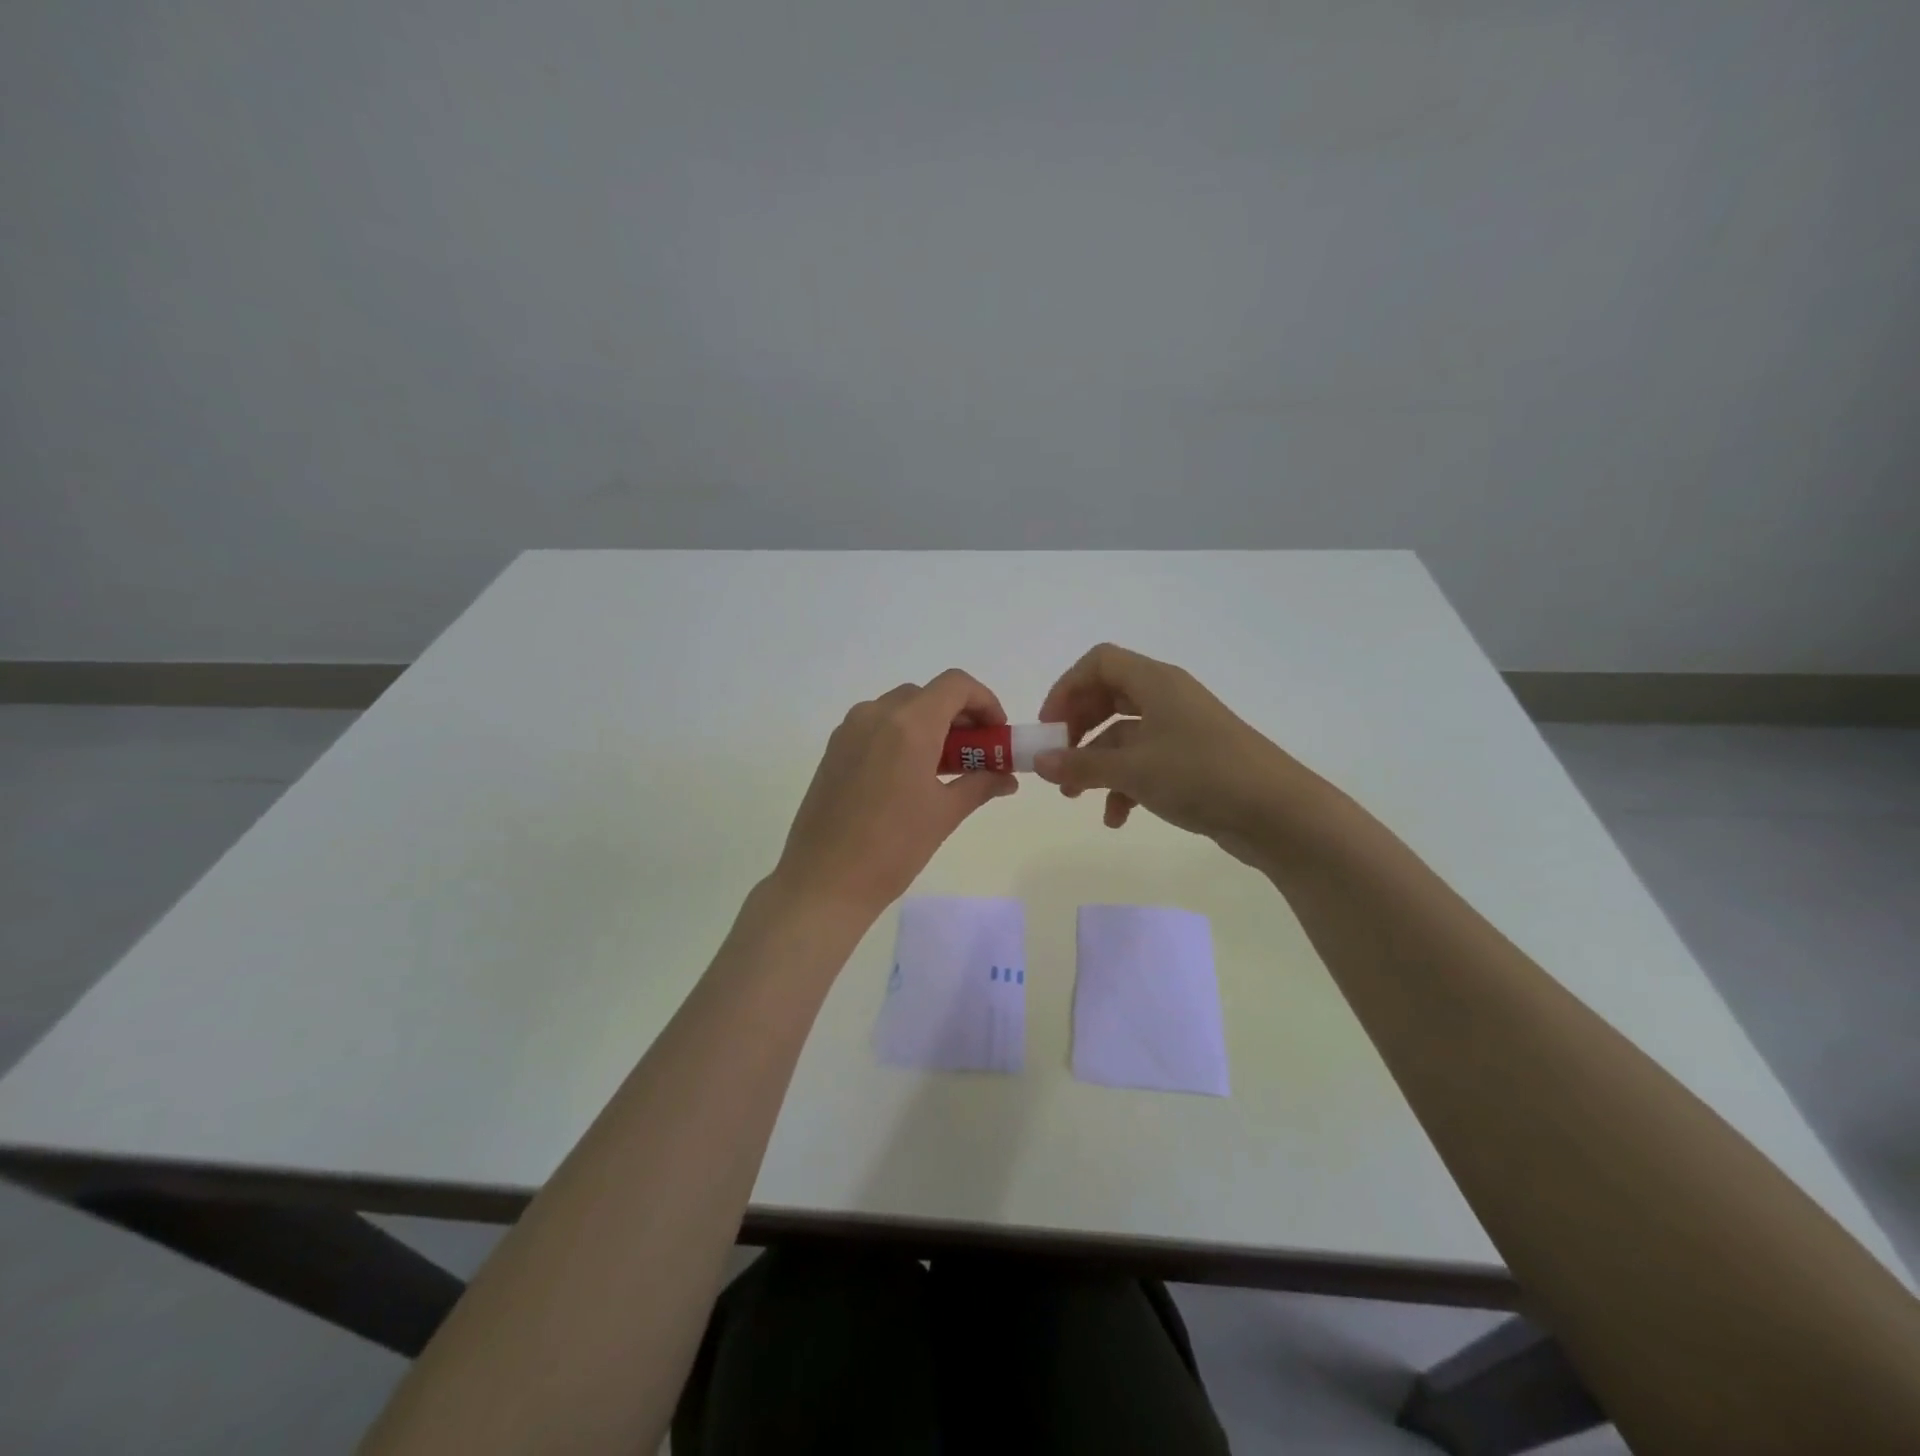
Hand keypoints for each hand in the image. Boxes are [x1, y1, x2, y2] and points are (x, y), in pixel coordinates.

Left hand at [771, 670, 1017, 921]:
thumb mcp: (945, 814)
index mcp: (909, 725)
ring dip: (928, 725)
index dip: (985, 701)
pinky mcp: (834, 749)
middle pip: (928, 695)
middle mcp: (876, 715)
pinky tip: (908, 776)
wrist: (825, 881)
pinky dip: (901, 735)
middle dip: (958, 716)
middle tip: (975, 753)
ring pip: (900, 708)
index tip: (996, 734)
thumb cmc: (893, 847)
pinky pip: (875, 726)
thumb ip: (980, 784)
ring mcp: (849, 730)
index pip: (956, 685)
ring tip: (943, 767)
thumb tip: (1006, 778)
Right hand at [1034, 643, 1320, 865]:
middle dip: (1077, 729)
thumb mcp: (1133, 770)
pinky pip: (1144, 763)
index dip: (1067, 688)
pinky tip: (1116, 818)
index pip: (1099, 663)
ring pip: (1123, 736)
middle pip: (1107, 698)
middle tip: (1057, 759)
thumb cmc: (1201, 775)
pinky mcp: (1190, 762)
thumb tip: (1038, 763)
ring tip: (1075, 796)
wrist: (1277, 813)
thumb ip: (1080, 765)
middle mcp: (1167, 698)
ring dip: (1095, 764)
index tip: (1048, 726)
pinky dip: (1124, 785)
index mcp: (1155, 682)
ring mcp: (1180, 731)